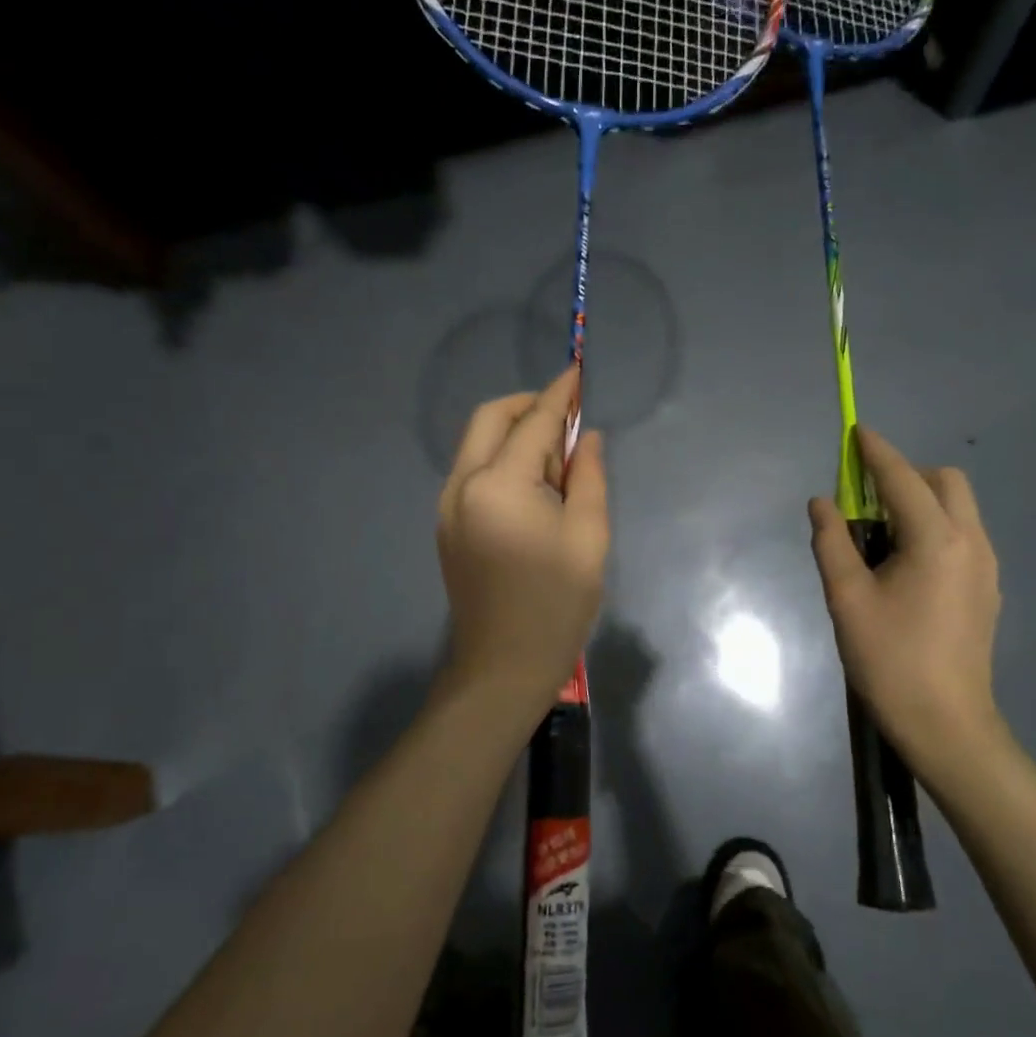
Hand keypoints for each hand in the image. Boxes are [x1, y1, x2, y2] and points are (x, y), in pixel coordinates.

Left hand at [437, 367, 608, 713]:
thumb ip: (588, 477)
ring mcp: (447, 505)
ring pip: (476, 443)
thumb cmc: (557, 603)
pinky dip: (500, 459)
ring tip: (555, 456)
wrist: (504, 665)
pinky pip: (472, 471)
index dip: (560, 395)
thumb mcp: (589, 537)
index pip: (533, 423)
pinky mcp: (446, 524)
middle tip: (567, 417)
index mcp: (499, 485)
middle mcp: (462, 485)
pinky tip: (532, 482)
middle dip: (528, 406)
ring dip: (513, 433)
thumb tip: (585, 438)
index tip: (578, 371)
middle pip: (489, 419)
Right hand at [809, 429, 1004, 772]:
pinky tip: (907, 564)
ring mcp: (986, 566)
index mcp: (935, 540)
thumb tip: (821, 503)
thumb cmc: (889, 659)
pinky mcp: (988, 588)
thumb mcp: (846, 599)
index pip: (902, 478)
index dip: (876, 452)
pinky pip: (963, 534)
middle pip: (945, 481)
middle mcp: (970, 542)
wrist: (946, 723)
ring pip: (959, 507)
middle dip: (906, 474)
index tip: (856, 432)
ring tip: (882, 535)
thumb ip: (831, 542)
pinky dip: (935, 526)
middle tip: (866, 500)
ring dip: (921, 501)